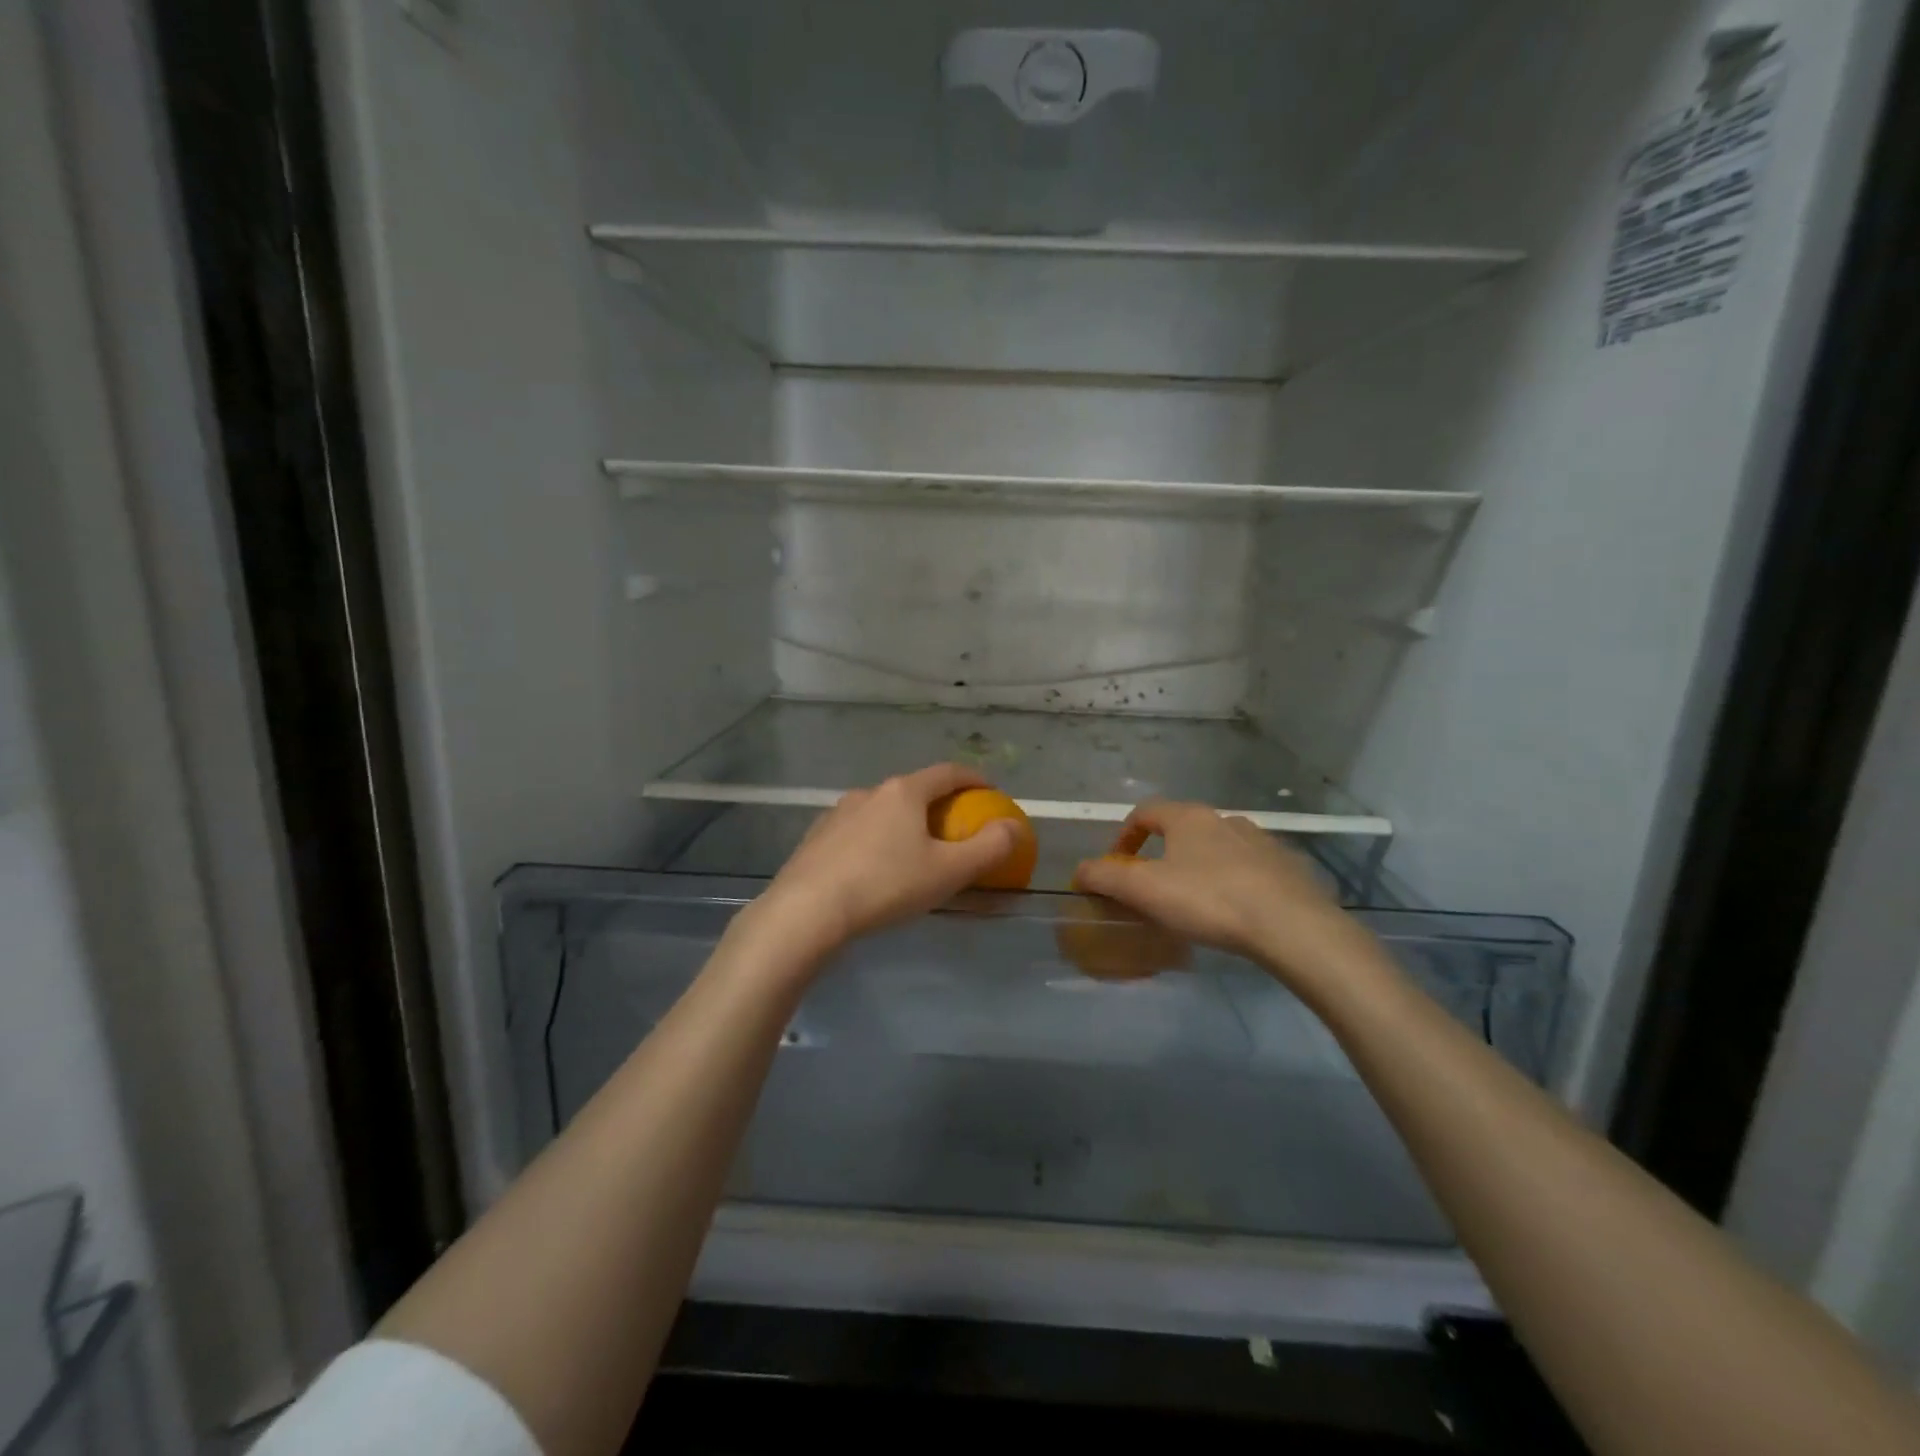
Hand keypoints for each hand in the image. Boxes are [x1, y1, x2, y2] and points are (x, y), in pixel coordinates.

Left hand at [742, 764, 1022, 966]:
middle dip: (938, 804)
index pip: (948, 773)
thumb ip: (988, 848)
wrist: (805, 911)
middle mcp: (869, 792)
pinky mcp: (816, 838)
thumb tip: (1014, 826)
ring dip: (904, 823)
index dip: (974, 779)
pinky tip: (875, 869)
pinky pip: (857, 832)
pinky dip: (876, 840)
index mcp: (904, 792)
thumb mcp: (948, 872)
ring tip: (914, 851)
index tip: (990, 791)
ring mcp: (838, 813)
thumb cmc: (885, 885)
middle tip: (955, 828)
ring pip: (882, 811)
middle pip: (914, 790)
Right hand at [1072, 799, 1375, 993]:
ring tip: (1197, 900)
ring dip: (1201, 865)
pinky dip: (1236, 881)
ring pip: (1220, 847)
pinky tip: (1236, 911)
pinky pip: (1252, 868)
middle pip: (1184, 828)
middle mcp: (1225, 819)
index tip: (1117, 863)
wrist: (1291, 926)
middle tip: (1155, 886)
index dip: (1125, 834)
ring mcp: (1262, 841)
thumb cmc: (1209, 900)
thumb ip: (1105, 877)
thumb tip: (1079, 870)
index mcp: (1189, 818)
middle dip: (1164, 852)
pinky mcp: (1289, 867)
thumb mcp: (1144, 890)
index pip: (1146, 812)